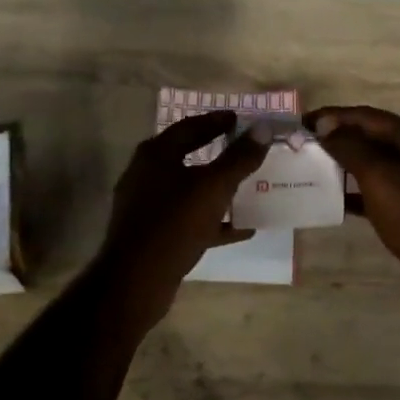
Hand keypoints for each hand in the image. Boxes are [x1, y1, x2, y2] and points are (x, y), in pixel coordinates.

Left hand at [92, 111, 265, 329]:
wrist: (136, 279)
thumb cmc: (174, 223)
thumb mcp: (213, 187)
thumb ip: (239, 158)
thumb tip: (262, 128)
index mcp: (155, 155)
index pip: (189, 127)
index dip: (216, 122)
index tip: (239, 120)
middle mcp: (146, 175)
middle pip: (188, 157)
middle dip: (218, 155)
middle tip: (245, 150)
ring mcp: (147, 207)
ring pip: (189, 191)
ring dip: (218, 189)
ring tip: (248, 188)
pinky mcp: (153, 235)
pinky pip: (189, 220)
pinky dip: (214, 221)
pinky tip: (242, 228)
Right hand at [305, 105, 399, 323]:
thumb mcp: (379, 177)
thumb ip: (351, 147)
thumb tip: (325, 126)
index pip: (365, 116)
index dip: (332, 116)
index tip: (300, 124)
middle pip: (368, 136)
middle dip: (335, 138)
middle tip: (301, 146)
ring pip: (370, 164)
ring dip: (342, 164)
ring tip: (311, 170)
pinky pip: (375, 190)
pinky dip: (353, 192)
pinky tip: (332, 201)